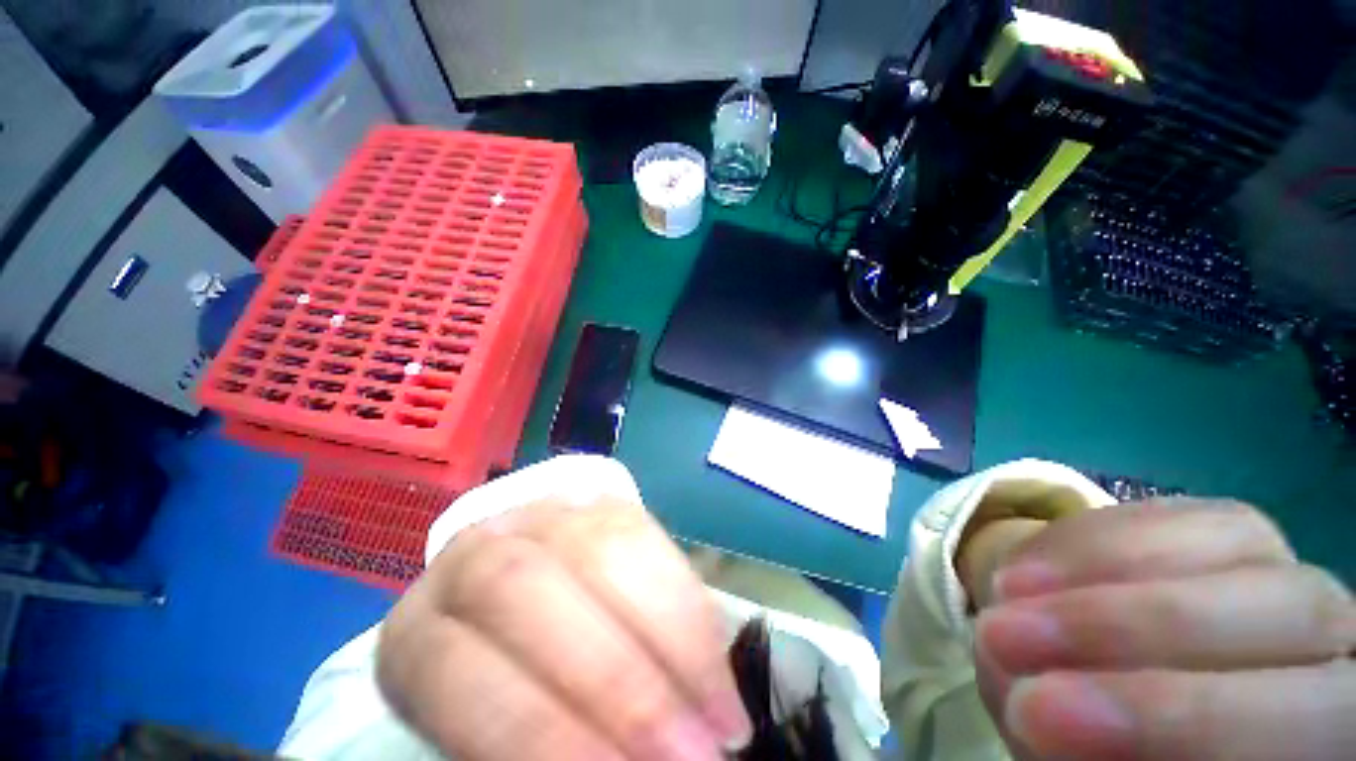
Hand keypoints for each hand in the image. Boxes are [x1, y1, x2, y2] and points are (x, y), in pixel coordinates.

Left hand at [375, 495, 750, 760]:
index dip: (547, 738)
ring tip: (721, 715)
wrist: (530, 604)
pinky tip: (714, 655)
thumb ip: (546, 746)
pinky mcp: (599, 502)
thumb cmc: (511, 688)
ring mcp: (544, 516)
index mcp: (419, 638)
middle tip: (696, 757)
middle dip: (621, 685)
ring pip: (600, 550)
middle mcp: (473, 555)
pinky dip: (685, 600)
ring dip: (670, 639)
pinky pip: (645, 532)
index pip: (467, 681)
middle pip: (526, 592)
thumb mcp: (504, 736)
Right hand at [974, 499, 1355, 760]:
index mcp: (1333, 736)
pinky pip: (1182, 509)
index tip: (1035, 714)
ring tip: (1002, 592)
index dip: (1181, 720)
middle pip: (1290, 615)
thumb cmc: (1120, 758)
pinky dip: (1092, 537)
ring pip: (1241, 543)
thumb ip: (1095, 754)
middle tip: (1001, 636)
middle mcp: (1343, 644)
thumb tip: (1038, 709)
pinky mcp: (1240, 530)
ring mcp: (1295, 572)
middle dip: (1126, 629)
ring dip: (1098, 571)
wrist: (1126, 697)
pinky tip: (1028, 565)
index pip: (1309, 728)